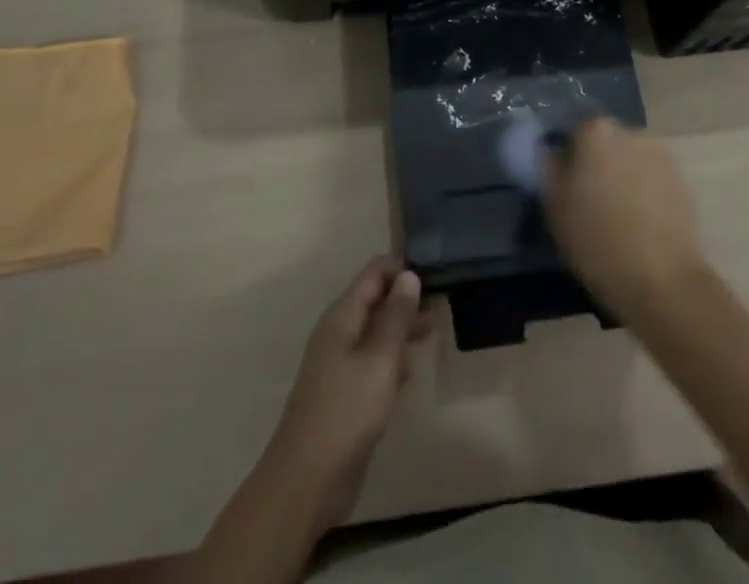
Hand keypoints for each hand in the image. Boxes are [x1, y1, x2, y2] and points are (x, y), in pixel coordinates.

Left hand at [265, 257, 428, 532]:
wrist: (307, 480)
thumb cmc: (346, 410)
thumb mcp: (379, 359)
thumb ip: (396, 316)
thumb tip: (409, 274)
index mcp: (342, 316)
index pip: (373, 274)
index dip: (400, 267)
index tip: (433, 267)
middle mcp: (339, 333)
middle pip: (374, 300)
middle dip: (405, 296)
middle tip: (441, 297)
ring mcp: (340, 365)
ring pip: (375, 332)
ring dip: (401, 326)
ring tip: (434, 326)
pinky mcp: (345, 394)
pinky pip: (372, 362)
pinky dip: (392, 357)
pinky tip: (412, 367)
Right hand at [543, 118, 706, 315]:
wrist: (663, 281)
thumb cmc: (597, 240)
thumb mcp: (554, 206)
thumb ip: (549, 168)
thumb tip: (552, 151)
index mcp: (596, 131)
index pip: (575, 134)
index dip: (569, 162)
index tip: (568, 190)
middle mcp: (631, 132)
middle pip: (607, 143)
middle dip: (599, 165)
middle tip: (591, 204)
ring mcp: (662, 155)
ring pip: (632, 161)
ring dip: (624, 178)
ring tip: (620, 218)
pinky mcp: (684, 182)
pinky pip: (654, 180)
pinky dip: (646, 194)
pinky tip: (642, 226)